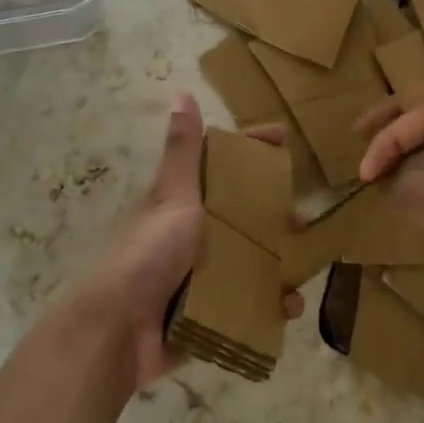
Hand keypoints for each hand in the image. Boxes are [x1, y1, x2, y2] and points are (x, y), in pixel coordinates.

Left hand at [69, 92, 303, 390]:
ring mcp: (198, 276)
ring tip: (303, 272)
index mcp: (183, 202)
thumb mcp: (172, 196)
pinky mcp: (205, 315)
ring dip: (276, 266)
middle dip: (274, 215)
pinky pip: (245, 306)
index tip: (284, 137)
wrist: (117, 331)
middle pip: (241, 215)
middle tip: (306, 217)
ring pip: (247, 263)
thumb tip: (181, 91)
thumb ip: (183, 151)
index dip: (251, 148)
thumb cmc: (147, 253)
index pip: (223, 164)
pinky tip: (288, 309)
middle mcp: (191, 235)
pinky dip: (267, 308)